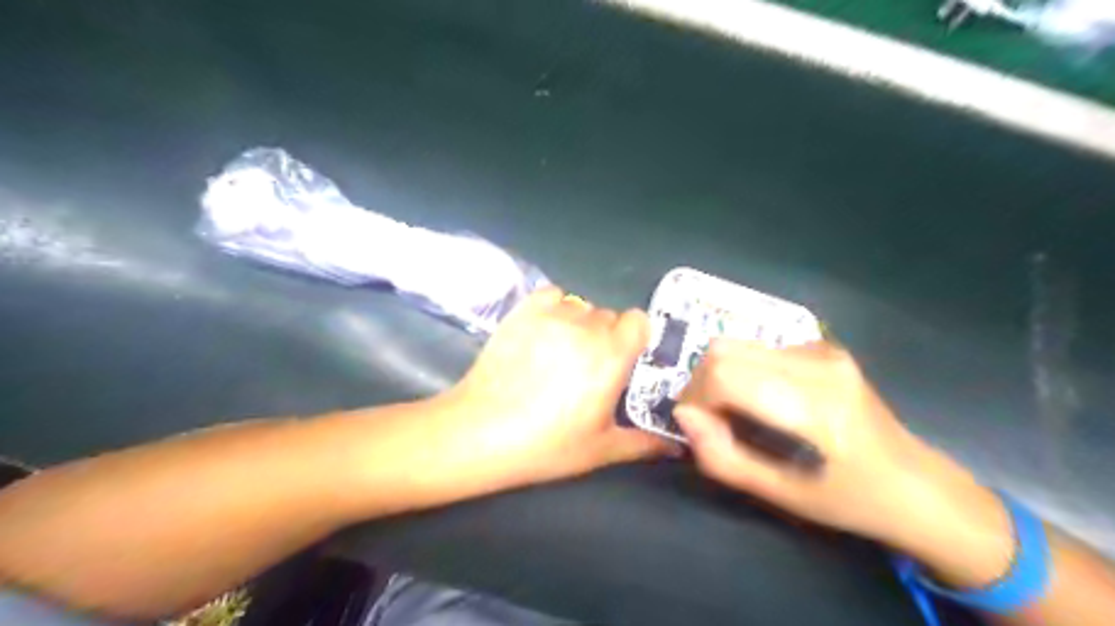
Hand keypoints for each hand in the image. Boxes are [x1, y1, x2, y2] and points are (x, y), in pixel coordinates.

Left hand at [435, 287, 680, 488]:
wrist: (482, 431)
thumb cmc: (547, 444)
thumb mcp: (601, 449)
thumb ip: (643, 443)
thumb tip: (675, 447)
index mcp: (613, 356)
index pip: (639, 320)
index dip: (635, 337)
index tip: (624, 359)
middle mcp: (587, 327)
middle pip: (608, 316)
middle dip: (605, 336)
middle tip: (588, 366)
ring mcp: (552, 316)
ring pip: (580, 305)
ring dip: (579, 323)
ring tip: (562, 351)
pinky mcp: (523, 312)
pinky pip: (551, 294)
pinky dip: (554, 306)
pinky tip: (544, 331)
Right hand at [674, 337, 1007, 552]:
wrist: (917, 485)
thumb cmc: (850, 500)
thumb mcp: (783, 495)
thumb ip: (724, 459)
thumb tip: (684, 417)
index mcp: (815, 406)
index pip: (724, 375)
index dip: (697, 400)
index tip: (702, 430)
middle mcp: (817, 364)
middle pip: (723, 351)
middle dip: (701, 385)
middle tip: (711, 421)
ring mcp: (822, 350)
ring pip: (737, 345)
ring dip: (720, 376)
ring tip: (734, 412)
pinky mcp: (823, 347)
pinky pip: (758, 349)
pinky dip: (742, 371)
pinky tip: (760, 400)